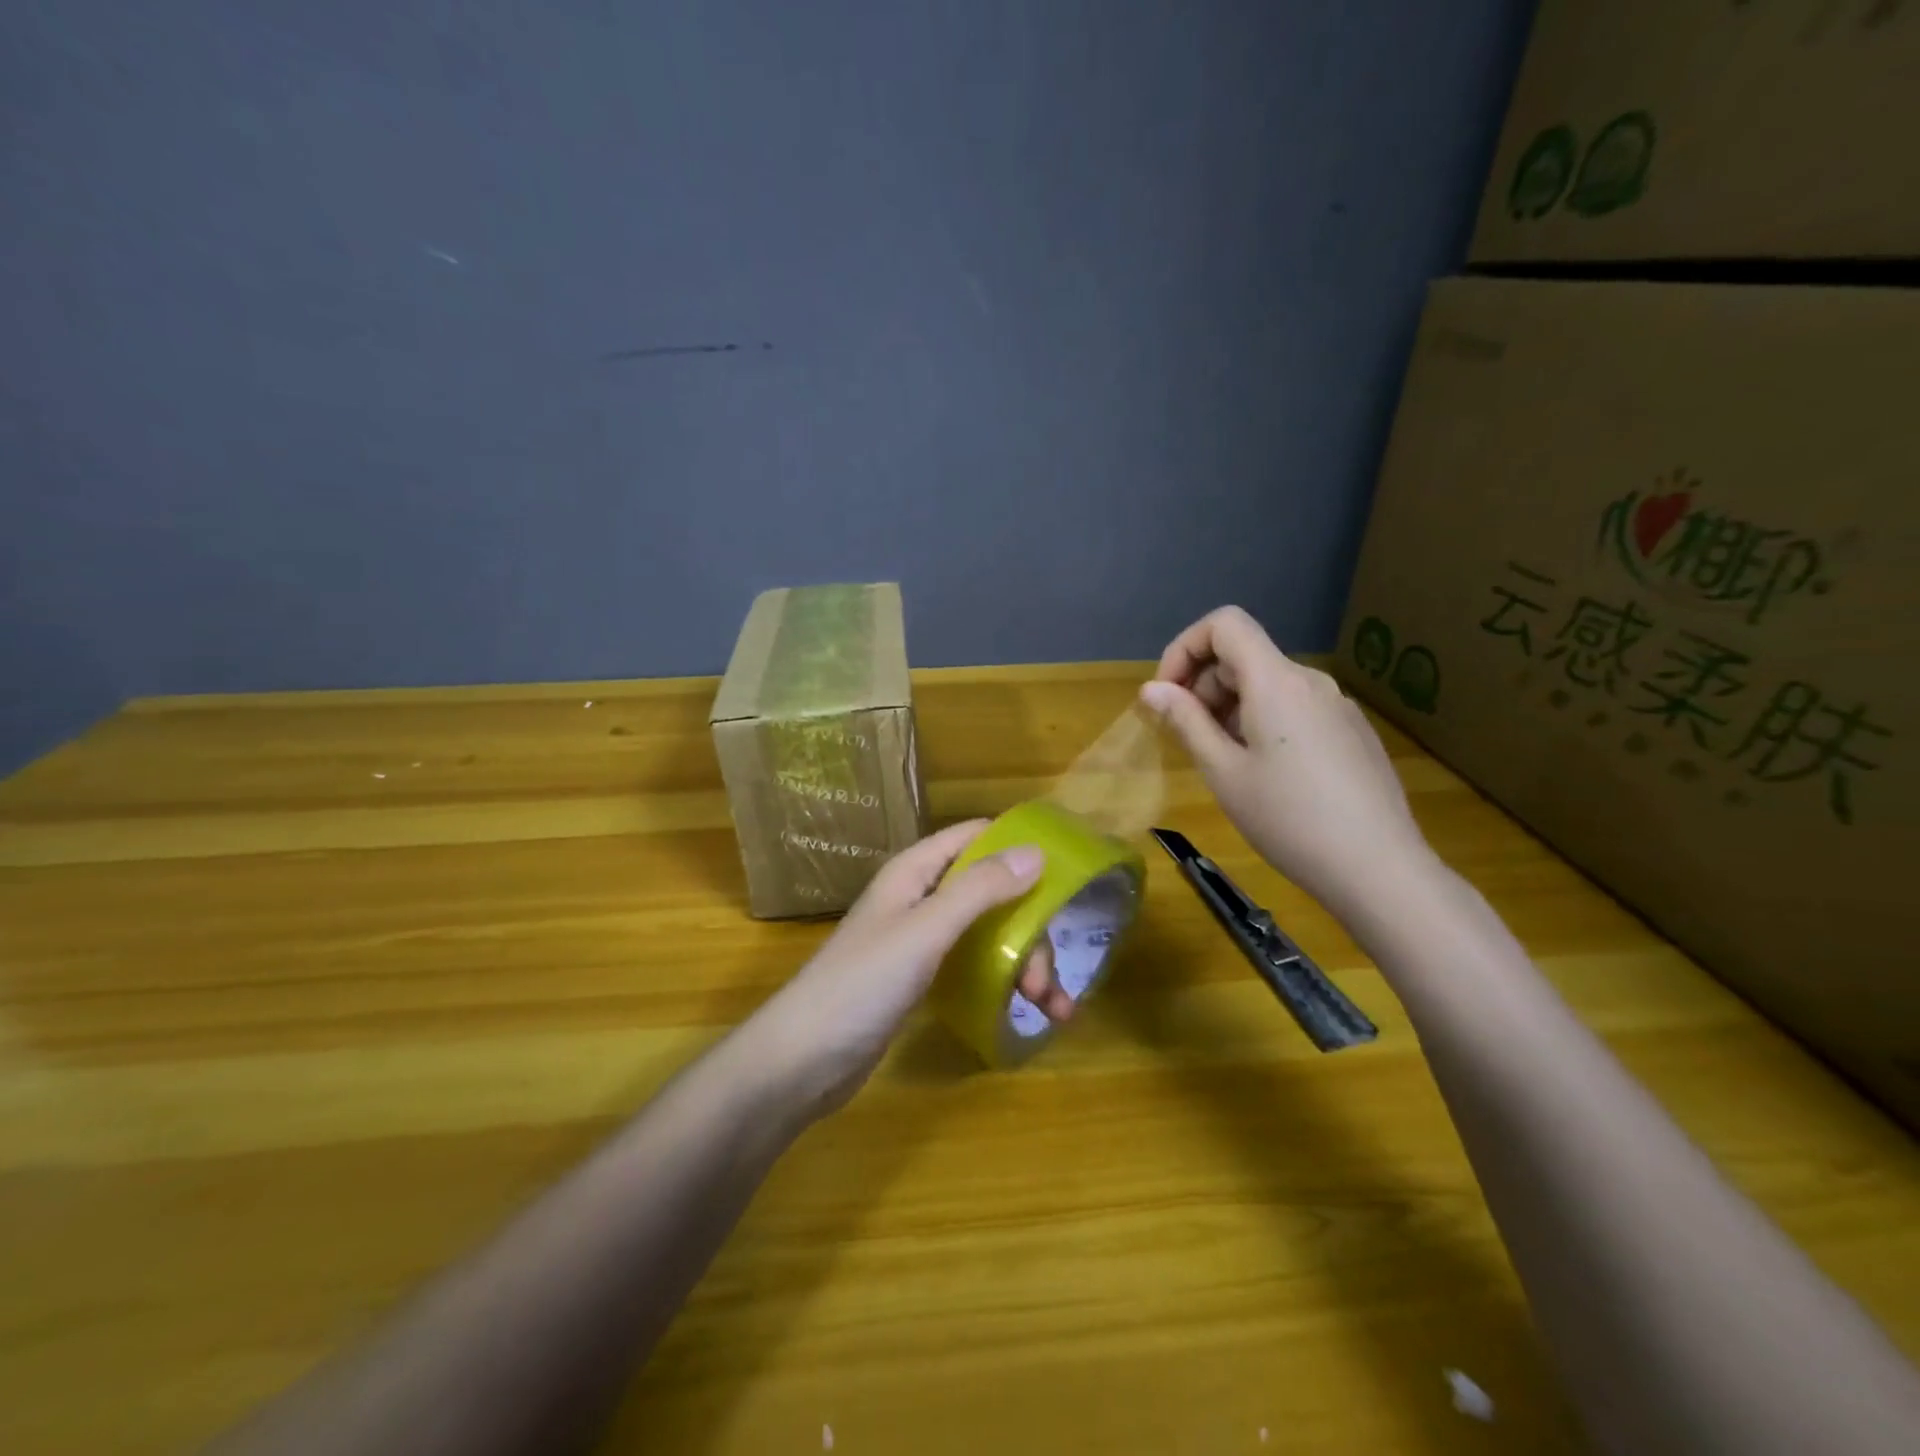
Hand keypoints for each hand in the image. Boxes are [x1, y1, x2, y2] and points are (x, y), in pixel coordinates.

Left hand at [744, 820, 1073, 1117]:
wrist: (802, 1061)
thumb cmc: (862, 984)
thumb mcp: (925, 930)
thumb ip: (980, 890)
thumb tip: (1037, 851)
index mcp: (915, 872)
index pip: (974, 837)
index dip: (1017, 847)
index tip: (1064, 873)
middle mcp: (920, 898)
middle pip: (990, 893)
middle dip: (1028, 930)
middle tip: (1044, 979)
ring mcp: (920, 941)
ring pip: (987, 933)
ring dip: (1023, 963)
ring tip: (1051, 1009)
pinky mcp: (921, 979)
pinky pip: (973, 966)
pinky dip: (1002, 983)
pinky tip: (1026, 1012)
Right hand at [1139, 605, 1435, 919]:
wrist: (1379, 868)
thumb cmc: (1288, 819)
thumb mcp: (1223, 772)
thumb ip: (1186, 722)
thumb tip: (1152, 689)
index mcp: (1276, 681)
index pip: (1224, 624)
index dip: (1184, 648)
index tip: (1168, 695)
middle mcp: (1310, 681)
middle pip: (1244, 655)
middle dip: (1204, 685)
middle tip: (1187, 739)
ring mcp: (1337, 705)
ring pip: (1269, 684)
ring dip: (1231, 707)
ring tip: (1223, 762)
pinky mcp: (1352, 731)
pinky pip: (1295, 708)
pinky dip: (1263, 721)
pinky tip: (1266, 774)